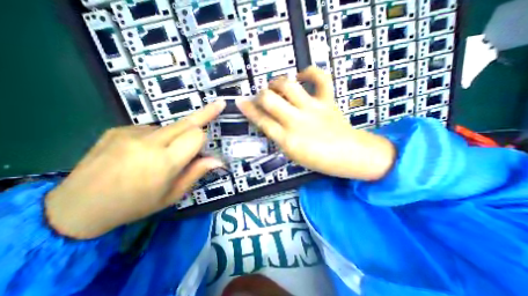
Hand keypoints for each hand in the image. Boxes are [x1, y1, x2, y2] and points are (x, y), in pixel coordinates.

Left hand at [46, 101, 225, 238]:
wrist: (75, 208)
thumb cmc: (135, 205)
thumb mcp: (173, 194)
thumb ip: (196, 172)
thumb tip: (217, 160)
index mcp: (164, 162)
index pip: (196, 136)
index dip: (205, 137)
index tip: (213, 134)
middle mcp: (148, 142)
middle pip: (186, 122)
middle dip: (205, 113)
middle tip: (219, 104)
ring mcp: (131, 133)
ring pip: (170, 126)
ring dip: (177, 135)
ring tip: (164, 154)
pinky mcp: (118, 129)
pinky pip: (152, 129)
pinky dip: (158, 137)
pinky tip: (145, 152)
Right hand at [237, 66, 392, 179]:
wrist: (350, 156)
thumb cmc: (318, 159)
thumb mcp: (292, 154)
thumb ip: (278, 137)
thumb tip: (266, 121)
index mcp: (287, 140)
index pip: (261, 121)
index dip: (248, 109)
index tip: (240, 101)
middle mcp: (296, 121)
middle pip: (269, 99)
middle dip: (260, 95)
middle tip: (262, 97)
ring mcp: (313, 109)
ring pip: (288, 85)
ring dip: (277, 82)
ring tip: (276, 85)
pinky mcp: (328, 101)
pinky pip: (321, 78)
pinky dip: (310, 72)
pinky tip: (302, 75)